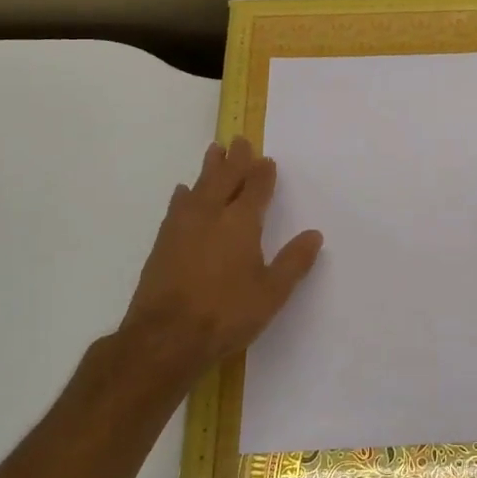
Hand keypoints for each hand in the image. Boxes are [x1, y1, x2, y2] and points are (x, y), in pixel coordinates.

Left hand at [114, 137, 322, 382]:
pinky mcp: (163, 243)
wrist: (164, 337)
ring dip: (208, 168)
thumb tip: (314, 234)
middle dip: (234, 160)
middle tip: (238, 140)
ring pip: (199, 187)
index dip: (262, 173)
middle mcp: (211, 215)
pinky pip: (178, 206)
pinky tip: (183, 192)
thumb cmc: (226, 314)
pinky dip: (185, 194)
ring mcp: (182, 227)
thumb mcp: (272, 293)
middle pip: (224, 178)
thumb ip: (293, 262)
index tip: (267, 160)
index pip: (255, 189)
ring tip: (213, 151)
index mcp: (241, 223)